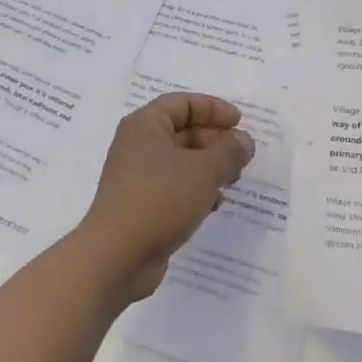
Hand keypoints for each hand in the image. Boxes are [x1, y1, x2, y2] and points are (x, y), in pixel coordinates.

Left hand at [76, 93, 254, 301]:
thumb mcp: (203, 171)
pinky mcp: (142, 204)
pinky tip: (215, 204)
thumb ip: (229, 152)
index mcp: (145, 125)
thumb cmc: (159, 199)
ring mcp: (138, 176)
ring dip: (209, 167)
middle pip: (183, 131)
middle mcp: (138, 145)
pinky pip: (174, 187)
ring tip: (233, 180)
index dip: (213, 108)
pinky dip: (196, 190)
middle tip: (242, 155)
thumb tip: (244, 140)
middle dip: (215, 140)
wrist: (116, 257)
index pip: (183, 104)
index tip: (240, 122)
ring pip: (181, 161)